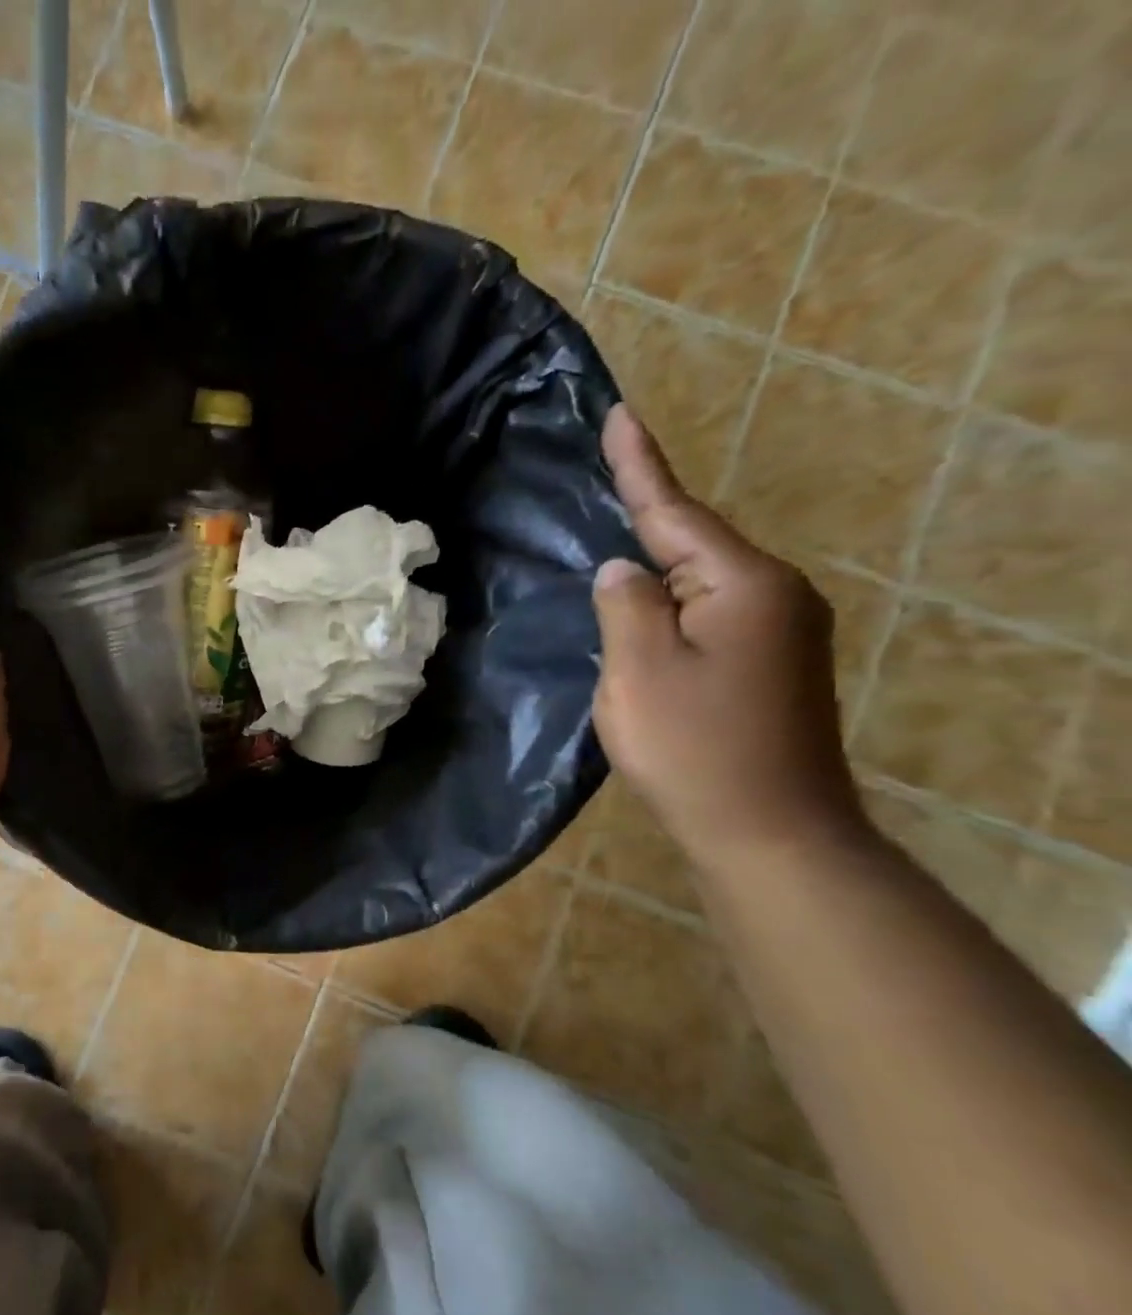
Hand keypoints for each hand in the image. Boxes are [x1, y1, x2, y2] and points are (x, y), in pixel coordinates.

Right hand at [591, 406, 865, 867]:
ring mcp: (781, 630)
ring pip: (702, 580)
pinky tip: (646, 608)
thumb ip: (626, 605)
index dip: (640, 465)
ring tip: (613, 545)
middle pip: (694, 543)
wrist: (768, 830)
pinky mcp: (772, 662)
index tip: (620, 414)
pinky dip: (672, 602)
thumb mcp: (639, 671)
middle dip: (646, 514)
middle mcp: (776, 594)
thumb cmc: (694, 748)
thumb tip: (622, 568)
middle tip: (603, 478)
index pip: (676, 512)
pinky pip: (710, 611)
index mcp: (744, 585)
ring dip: (657, 564)